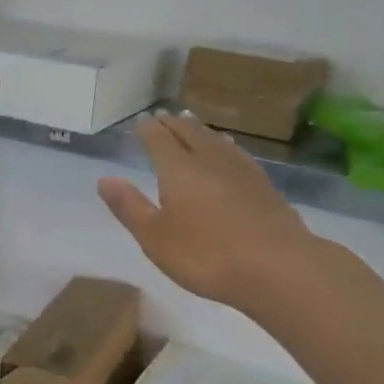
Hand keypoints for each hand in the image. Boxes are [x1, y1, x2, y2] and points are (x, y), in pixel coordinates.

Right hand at [98, 113, 325, 309]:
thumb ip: (130, 207)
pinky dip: (226, 145)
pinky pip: (238, 154)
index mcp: (178, 170)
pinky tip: (230, 150)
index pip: (159, 140)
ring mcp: (241, 171)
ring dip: (200, 130)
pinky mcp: (264, 185)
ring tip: (192, 124)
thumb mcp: (155, 238)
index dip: (147, 129)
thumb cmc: (206, 256)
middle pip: (189, 134)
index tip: (140, 122)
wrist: (278, 267)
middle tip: (163, 116)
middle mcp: (209, 160)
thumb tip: (105, 178)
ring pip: (216, 140)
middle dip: (173, 124)